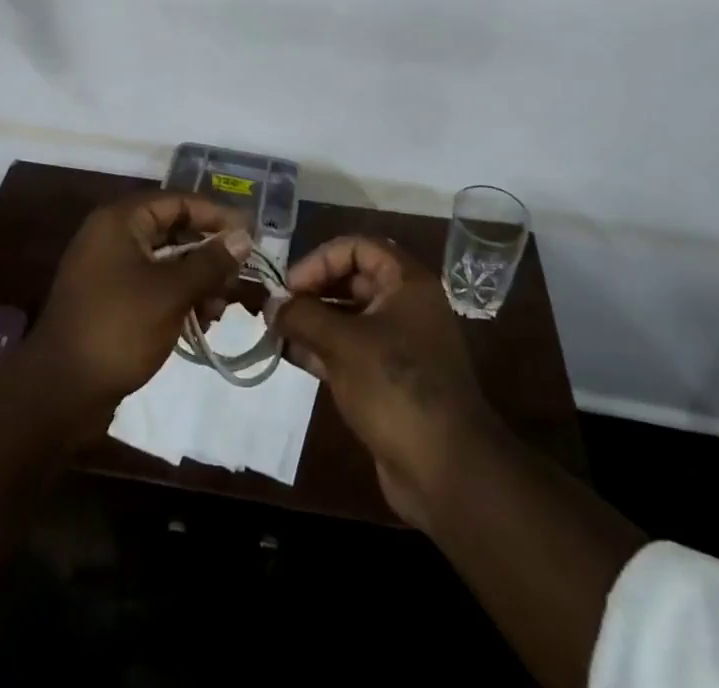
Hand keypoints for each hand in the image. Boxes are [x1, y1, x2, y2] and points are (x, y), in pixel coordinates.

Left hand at [31, 192, 252, 417]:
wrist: (60, 391)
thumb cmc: (118, 328)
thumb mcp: (172, 292)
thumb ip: (210, 261)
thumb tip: (244, 236)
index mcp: (120, 221)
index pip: (178, 202)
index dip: (216, 216)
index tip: (250, 236)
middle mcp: (112, 236)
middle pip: (173, 231)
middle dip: (209, 254)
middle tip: (240, 278)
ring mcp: (108, 269)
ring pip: (165, 262)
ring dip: (197, 281)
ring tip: (219, 310)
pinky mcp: (109, 300)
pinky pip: (152, 286)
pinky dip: (178, 298)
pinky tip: (200, 323)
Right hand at [269, 236, 493, 529]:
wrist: (446, 470)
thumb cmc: (395, 387)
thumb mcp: (343, 344)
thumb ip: (303, 316)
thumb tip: (271, 305)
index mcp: (406, 283)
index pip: (357, 247)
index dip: (321, 260)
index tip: (290, 286)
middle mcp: (406, 306)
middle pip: (353, 280)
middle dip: (313, 291)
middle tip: (278, 310)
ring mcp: (401, 344)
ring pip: (350, 317)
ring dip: (314, 322)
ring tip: (278, 334)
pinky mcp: (391, 379)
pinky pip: (353, 350)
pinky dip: (324, 349)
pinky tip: (294, 357)